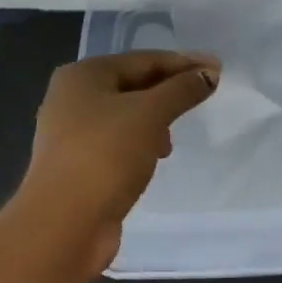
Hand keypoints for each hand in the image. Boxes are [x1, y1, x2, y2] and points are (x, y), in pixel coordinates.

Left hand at [19, 51, 220, 273]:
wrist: (64, 223)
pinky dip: (140, 144)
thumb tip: (209, 73)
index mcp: (82, 76)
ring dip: (155, 121)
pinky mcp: (78, 165)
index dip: (182, 63)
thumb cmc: (105, 155)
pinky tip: (155, 158)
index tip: (217, 69)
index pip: (143, 60)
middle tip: (204, 98)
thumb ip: (182, 90)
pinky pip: (118, 143)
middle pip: (132, 85)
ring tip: (174, 138)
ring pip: (125, 116)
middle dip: (169, 92)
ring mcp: (71, 134)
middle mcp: (71, 98)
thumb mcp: (150, 114)